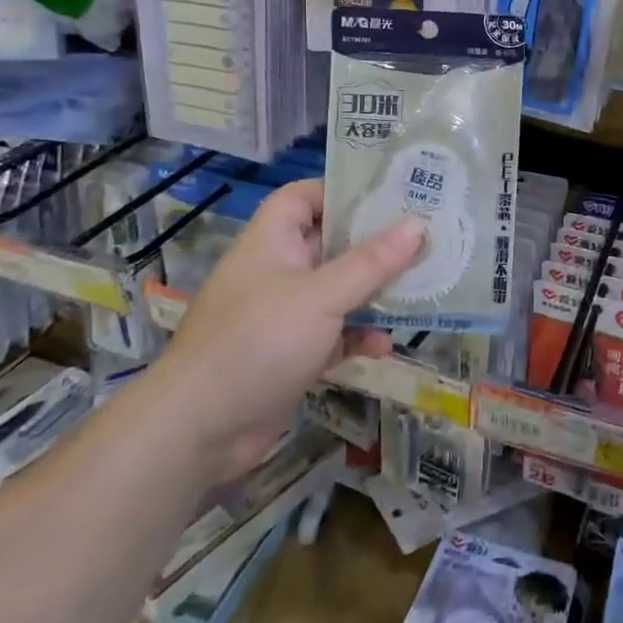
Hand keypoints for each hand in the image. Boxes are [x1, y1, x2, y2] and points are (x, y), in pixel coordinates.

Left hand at [149, 178, 421, 482]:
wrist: (197, 431)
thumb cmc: (258, 341)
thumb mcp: (322, 296)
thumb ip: (372, 261)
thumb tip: (419, 224)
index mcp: (273, 241)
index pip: (304, 196)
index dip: (341, 190)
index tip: (389, 193)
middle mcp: (278, 270)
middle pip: (331, 243)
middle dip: (374, 243)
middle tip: (424, 236)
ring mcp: (284, 314)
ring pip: (338, 290)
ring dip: (373, 292)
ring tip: (420, 287)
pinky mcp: (291, 354)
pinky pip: (334, 333)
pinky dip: (358, 336)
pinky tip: (384, 346)